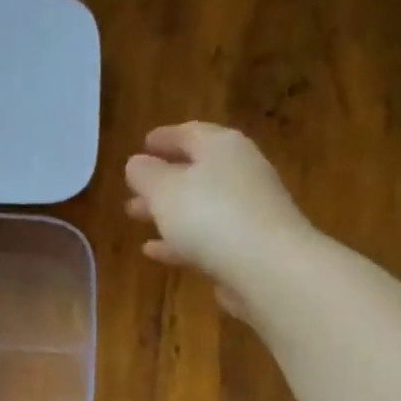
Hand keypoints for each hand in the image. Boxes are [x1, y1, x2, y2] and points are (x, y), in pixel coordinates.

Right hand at [124, 122, 312, 314]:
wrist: (267, 268)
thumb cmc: (210, 216)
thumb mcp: (164, 190)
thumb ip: (145, 174)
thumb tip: (136, 163)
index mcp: (221, 147)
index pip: (190, 133)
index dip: (164, 138)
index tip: (143, 143)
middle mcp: (240, 172)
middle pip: (196, 170)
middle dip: (162, 180)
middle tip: (133, 188)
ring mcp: (247, 210)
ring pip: (199, 205)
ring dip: (167, 211)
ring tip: (136, 217)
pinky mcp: (247, 245)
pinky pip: (206, 236)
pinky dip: (180, 240)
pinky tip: (154, 252)